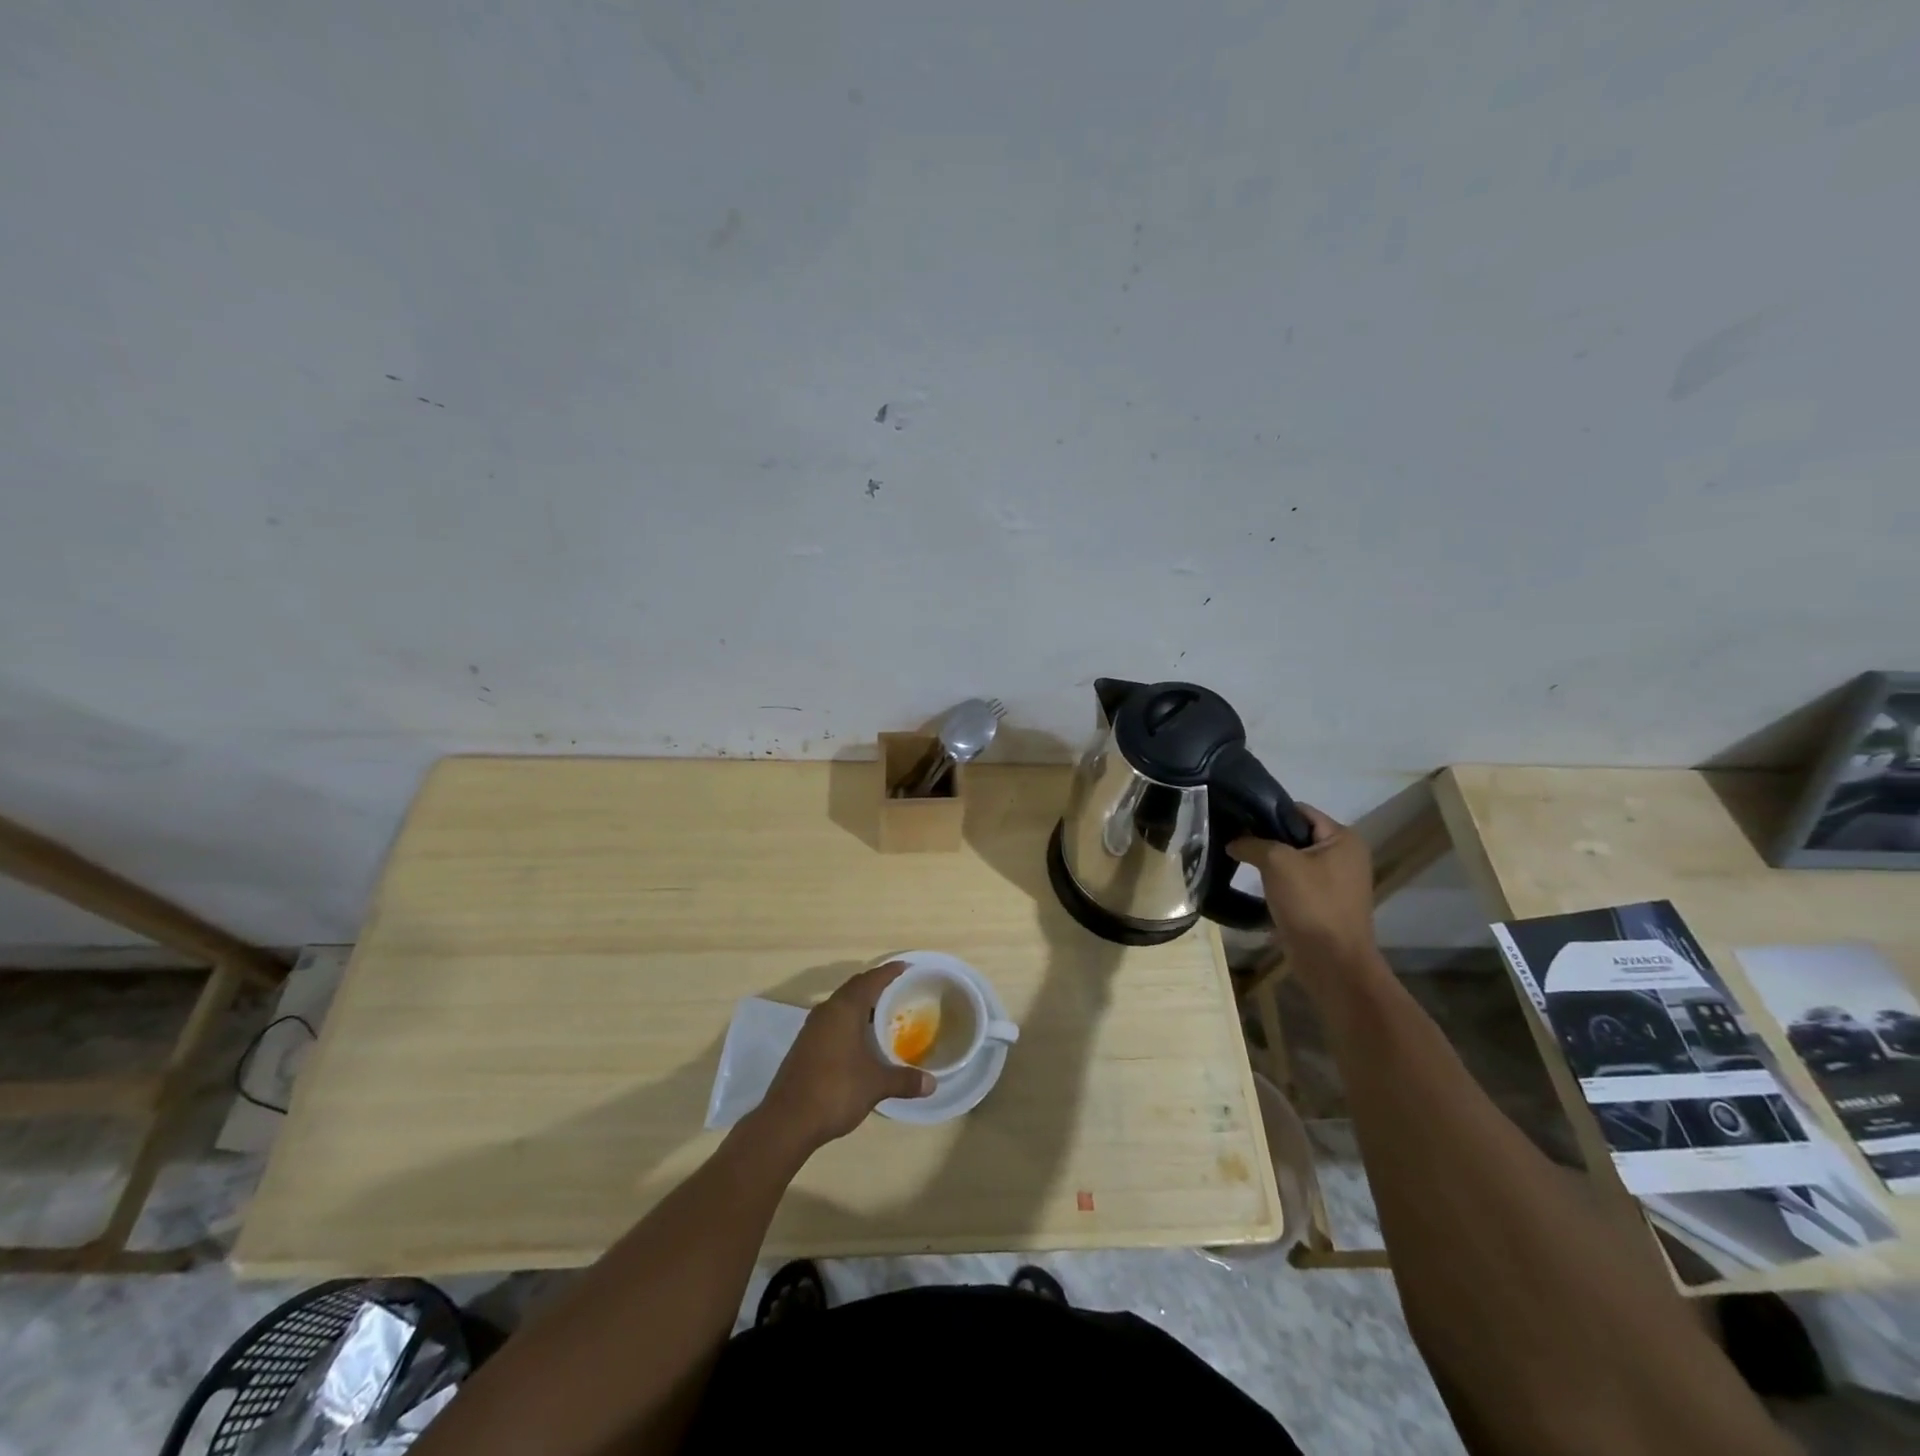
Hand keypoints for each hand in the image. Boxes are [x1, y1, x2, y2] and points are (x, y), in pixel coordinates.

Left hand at [760, 962, 933, 1151]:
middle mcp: (827, 1011)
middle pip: (855, 989)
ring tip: (886, 1014)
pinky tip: (863, 1040)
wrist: (787, 1121)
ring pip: (842, 1005)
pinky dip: (851, 1022)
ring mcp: (812, 1028)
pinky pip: (833, 1022)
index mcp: (844, 1009)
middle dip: (877, 986)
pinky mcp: (805, 1045)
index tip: (908, 968)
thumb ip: (904, 1080)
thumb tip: (932, 1083)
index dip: (890, 972)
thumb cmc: (836, 1090)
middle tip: (901, 990)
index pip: (871, 980)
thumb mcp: (876, 1084)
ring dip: (862, 1006)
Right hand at [1229, 804, 1376, 964]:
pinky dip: (1277, 881)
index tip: (1238, 817)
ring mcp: (1336, 881)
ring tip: (1239, 859)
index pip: (1299, 810)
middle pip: (1296, 835)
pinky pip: (1296, 882)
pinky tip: (1255, 884)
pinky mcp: (1325, 903)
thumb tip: (1233, 842)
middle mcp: (1344, 856)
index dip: (1268, 811)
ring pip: (1294, 860)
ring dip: (1270, 861)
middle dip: (1266, 837)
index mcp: (1343, 839)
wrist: (1332, 962)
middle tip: (1235, 839)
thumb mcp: (1277, 863)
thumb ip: (1252, 844)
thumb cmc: (1311, 904)